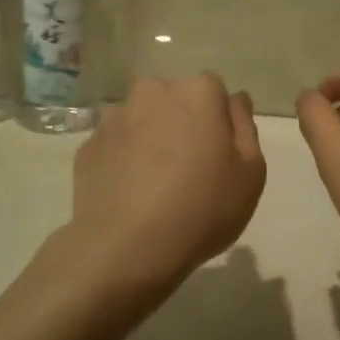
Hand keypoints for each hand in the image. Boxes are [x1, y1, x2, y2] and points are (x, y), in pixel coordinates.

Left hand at [69, 75, 266, 292]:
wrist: (127, 249)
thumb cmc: (202, 208)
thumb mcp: (251, 172)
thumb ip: (245, 126)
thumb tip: (234, 100)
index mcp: (197, 92)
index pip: (215, 90)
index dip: (219, 121)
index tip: (220, 154)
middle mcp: (153, 92)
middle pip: (175, 99)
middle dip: (182, 121)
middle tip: (190, 167)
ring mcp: (115, 118)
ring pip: (142, 119)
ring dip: (150, 137)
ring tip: (155, 183)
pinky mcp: (88, 146)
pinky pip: (115, 145)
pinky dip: (123, 159)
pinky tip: (131, 193)